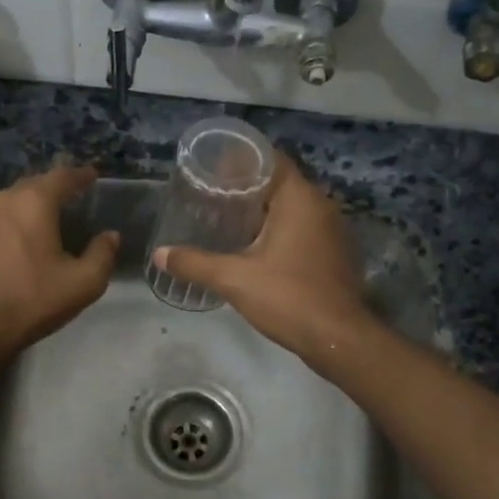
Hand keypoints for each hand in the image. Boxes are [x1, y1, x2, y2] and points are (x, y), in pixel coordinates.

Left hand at [0, 165, 118, 367]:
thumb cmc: (32, 300)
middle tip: (75, 197)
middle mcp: (4, 200)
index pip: (63, 176)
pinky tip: (24, 239)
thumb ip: (102, 254)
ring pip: (15, 200)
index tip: (94, 176)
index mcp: (34, 202)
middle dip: (56, 187)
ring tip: (51, 217)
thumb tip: (110, 236)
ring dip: (34, 204)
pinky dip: (17, 220)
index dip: (81, 175)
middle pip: (36, 184)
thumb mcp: (83, 283)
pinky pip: (0, 218)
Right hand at [153, 155, 374, 368]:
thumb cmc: (288, 297)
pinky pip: (303, 229)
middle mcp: (321, 205)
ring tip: (228, 220)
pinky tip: (255, 248)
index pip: (270, 159)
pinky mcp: (334, 253)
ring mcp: (332, 230)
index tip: (213, 170)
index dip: (241, 160)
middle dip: (246, 188)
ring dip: (263, 212)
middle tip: (212, 197)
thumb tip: (159, 255)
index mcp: (299, 198)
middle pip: (279, 183)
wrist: (339, 339)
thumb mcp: (234, 279)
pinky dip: (279, 231)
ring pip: (292, 208)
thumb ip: (195, 263)